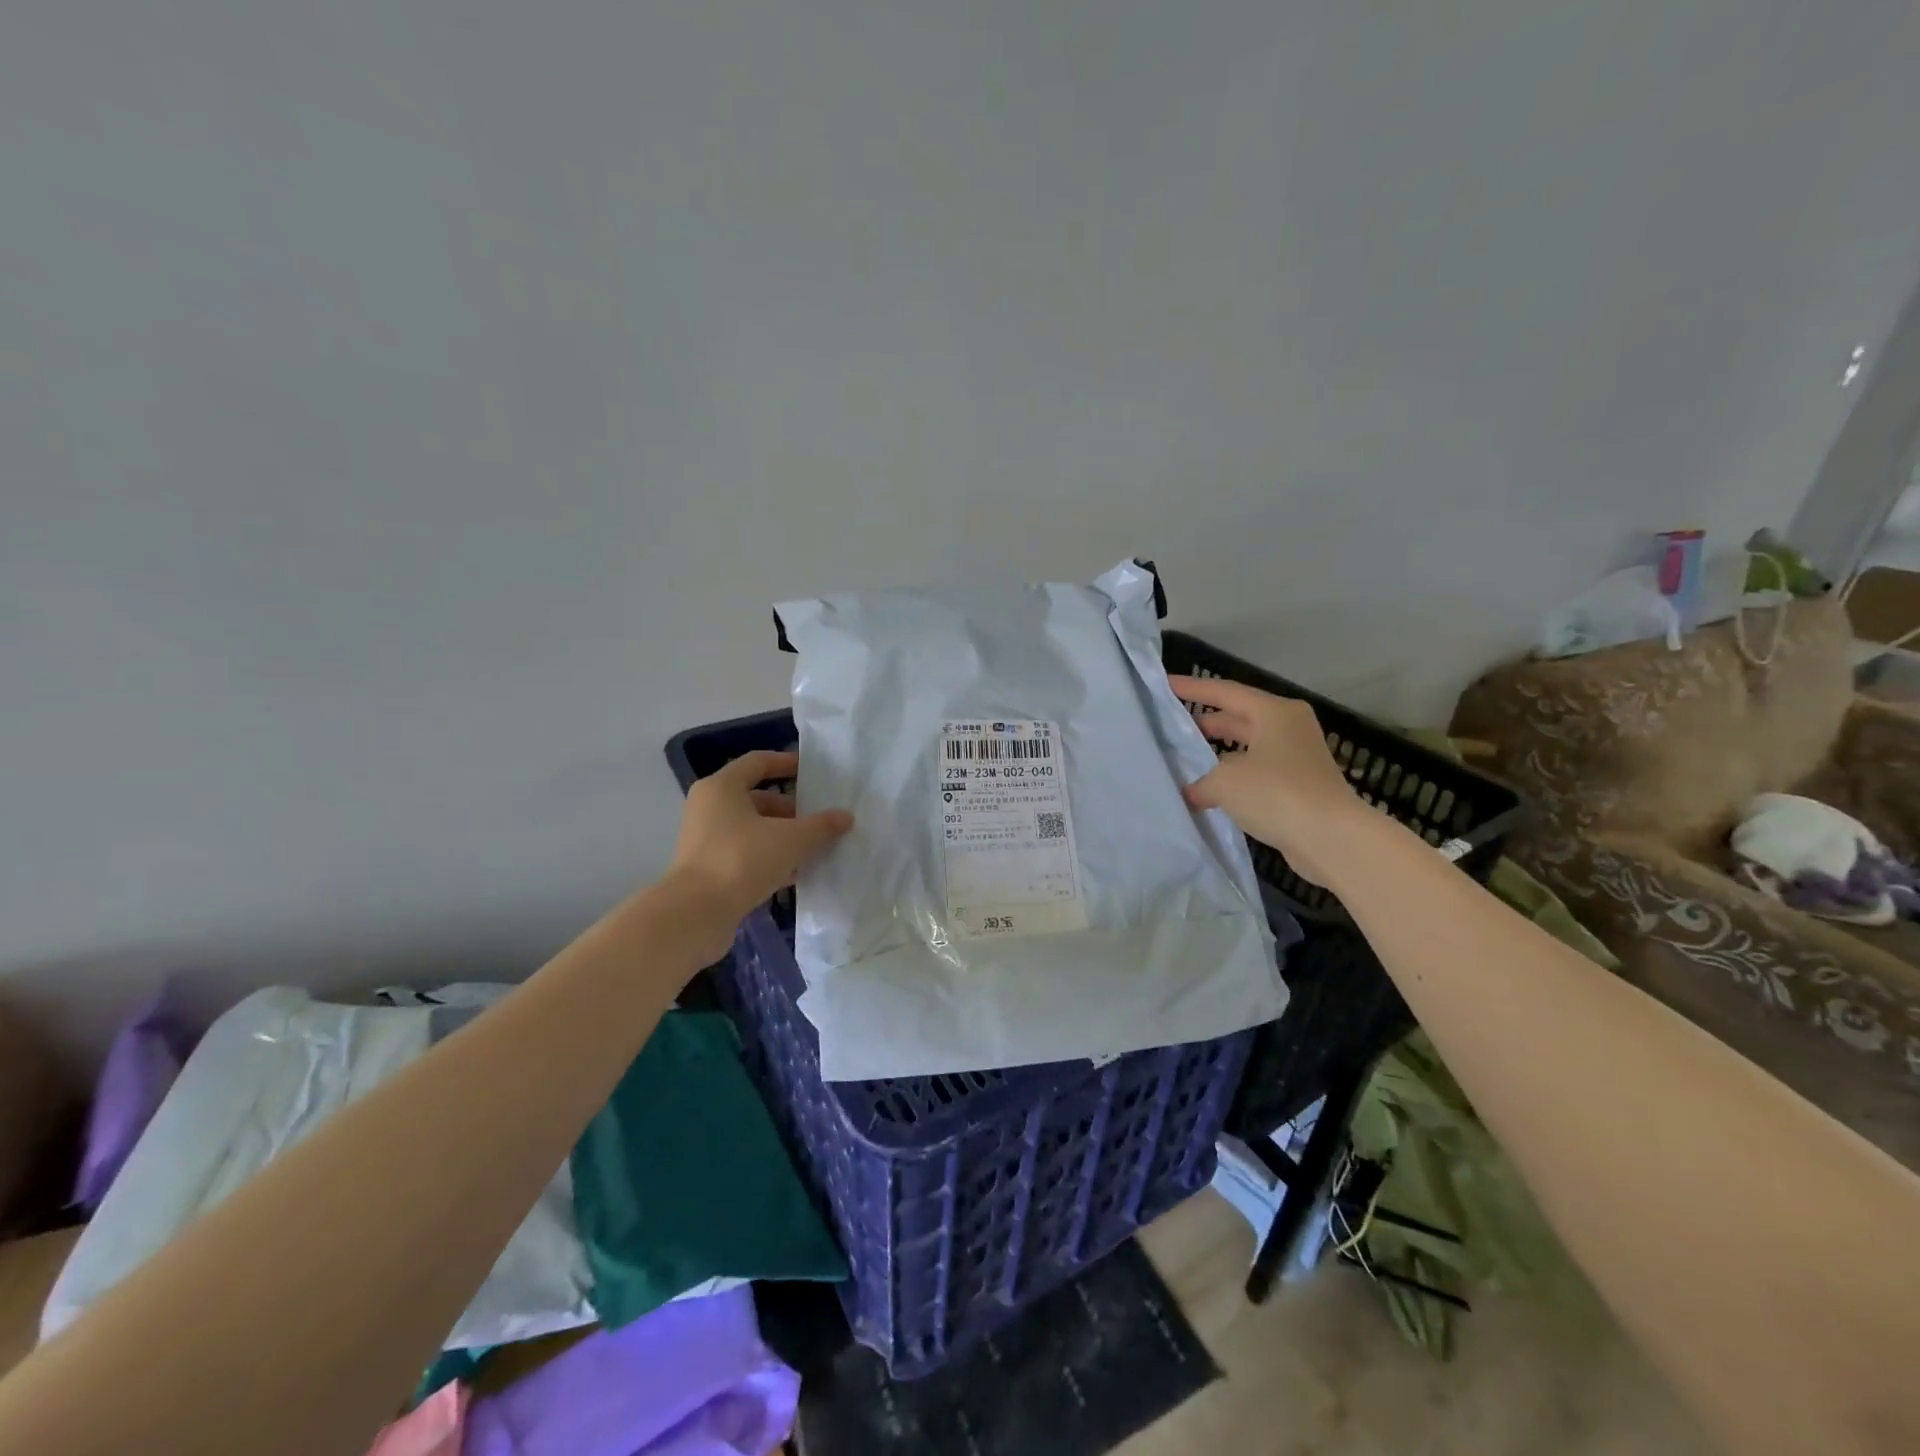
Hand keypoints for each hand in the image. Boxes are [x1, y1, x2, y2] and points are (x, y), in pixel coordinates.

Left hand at [666, 751, 853, 929]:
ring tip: (816, 847)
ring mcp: (706, 840)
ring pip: (753, 829)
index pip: (758, 762)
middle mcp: (709, 808)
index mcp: (722, 788)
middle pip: (757, 799)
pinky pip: (746, 854)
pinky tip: (796, 873)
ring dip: (783, 836)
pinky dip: (770, 858)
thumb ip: (821, 826)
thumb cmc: (741, 860)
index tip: (814, 772)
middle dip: (792, 809)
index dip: (787, 763)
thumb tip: (846, 817)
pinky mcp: (709, 869)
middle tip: (821, 820)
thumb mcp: (790, 840)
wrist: (695, 915)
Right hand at [1169, 675, 1366, 888]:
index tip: (1167, 685)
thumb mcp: (1225, 781)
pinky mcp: (1300, 787)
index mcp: (1275, 713)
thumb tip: (1194, 792)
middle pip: (1240, 717)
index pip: (1226, 692)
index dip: (1194, 689)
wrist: (1332, 838)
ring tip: (1188, 760)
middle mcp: (1289, 728)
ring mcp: (1298, 758)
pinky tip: (1212, 791)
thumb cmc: (1277, 793)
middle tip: (1174, 725)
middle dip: (1207, 721)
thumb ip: (1202, 782)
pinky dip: (1235, 778)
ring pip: (1249, 747)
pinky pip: (1258, 773)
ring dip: (1220, 754)